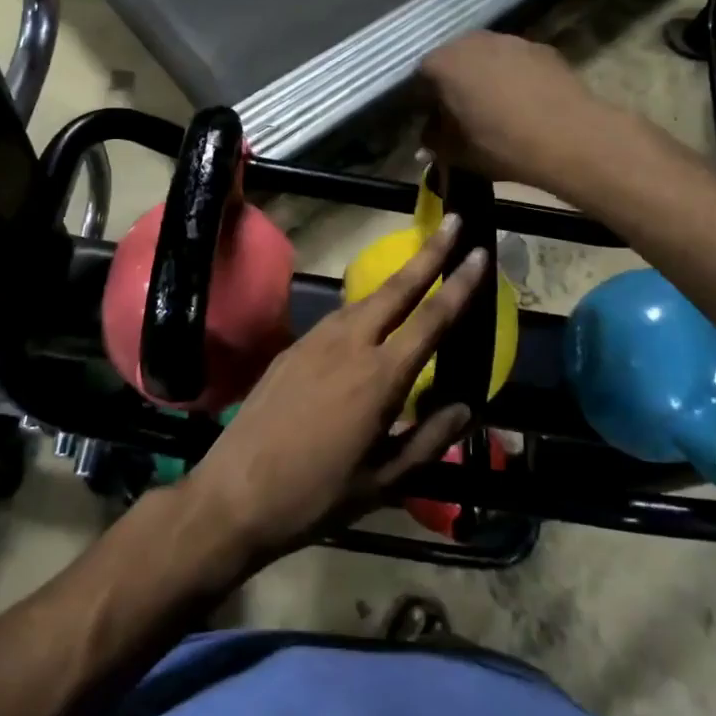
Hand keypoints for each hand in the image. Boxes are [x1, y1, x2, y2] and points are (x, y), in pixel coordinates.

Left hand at [180, 216, 487, 567]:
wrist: (235, 493)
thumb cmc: (317, 494)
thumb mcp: (385, 480)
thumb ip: (430, 439)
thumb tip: (465, 405)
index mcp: (380, 377)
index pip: (431, 320)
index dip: (459, 285)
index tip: (479, 253)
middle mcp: (350, 344)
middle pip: (397, 288)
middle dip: (429, 252)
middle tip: (453, 220)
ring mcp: (316, 340)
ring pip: (366, 298)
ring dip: (397, 276)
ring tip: (421, 261)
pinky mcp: (293, 346)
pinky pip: (340, 315)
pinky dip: (366, 304)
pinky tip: (373, 312)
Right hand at [419, 32, 627, 193]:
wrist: (569, 137)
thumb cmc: (501, 144)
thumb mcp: (456, 153)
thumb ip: (434, 141)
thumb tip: (430, 137)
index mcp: (442, 64)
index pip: (420, 79)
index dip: (424, 103)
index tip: (433, 124)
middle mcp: (471, 41)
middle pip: (453, 61)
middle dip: (454, 85)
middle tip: (462, 116)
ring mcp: (509, 40)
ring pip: (486, 58)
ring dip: (484, 78)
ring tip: (496, 109)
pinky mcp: (541, 48)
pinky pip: (515, 62)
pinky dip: (514, 77)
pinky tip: (524, 104)